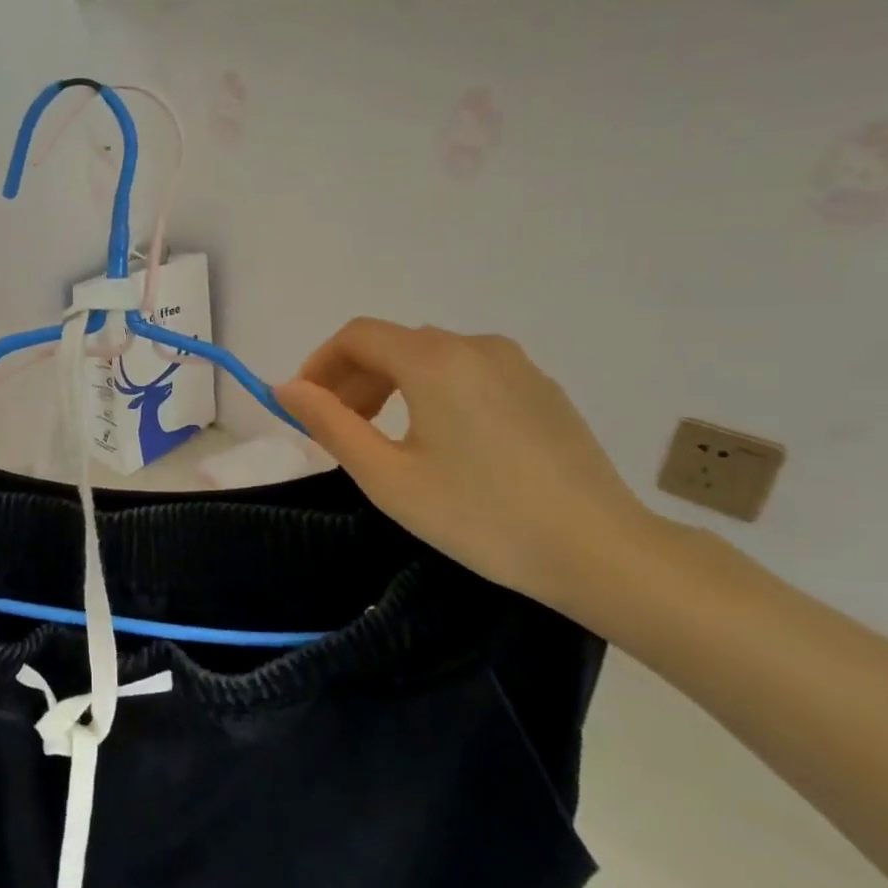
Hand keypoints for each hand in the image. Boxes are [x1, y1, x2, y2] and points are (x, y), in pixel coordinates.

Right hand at [276, 320, 657, 614]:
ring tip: (385, 439)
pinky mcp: (542, 389)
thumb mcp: (387, 477)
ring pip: (432, 357)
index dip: (319, 364)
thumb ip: (330, 424)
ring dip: (392, 386)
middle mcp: (475, 346)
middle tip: (339, 431)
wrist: (601, 551)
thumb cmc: (480, 515)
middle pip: (394, 344)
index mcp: (433, 360)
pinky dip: (434, 392)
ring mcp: (516, 365)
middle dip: (353, 379)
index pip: (356, 336)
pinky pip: (469, 373)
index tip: (304, 407)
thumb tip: (286, 389)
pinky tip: (442, 443)